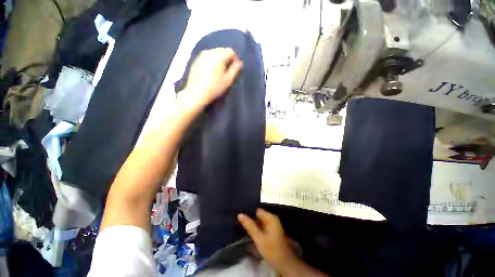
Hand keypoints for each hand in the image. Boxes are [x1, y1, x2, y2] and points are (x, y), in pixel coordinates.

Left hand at [184, 48, 242, 109]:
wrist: (196, 93)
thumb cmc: (215, 88)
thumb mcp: (228, 80)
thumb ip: (235, 69)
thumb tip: (240, 62)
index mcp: (219, 56)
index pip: (231, 51)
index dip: (234, 59)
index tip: (234, 69)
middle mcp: (209, 52)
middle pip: (222, 50)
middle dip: (226, 58)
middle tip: (226, 70)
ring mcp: (201, 55)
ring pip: (214, 52)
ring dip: (218, 59)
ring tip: (218, 71)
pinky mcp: (196, 60)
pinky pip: (207, 56)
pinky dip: (211, 60)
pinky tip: (210, 71)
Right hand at [238, 208, 299, 273]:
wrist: (285, 264)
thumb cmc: (272, 250)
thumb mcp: (259, 238)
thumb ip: (249, 226)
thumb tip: (240, 214)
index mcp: (270, 218)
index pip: (257, 210)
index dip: (248, 212)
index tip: (238, 214)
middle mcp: (272, 219)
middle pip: (258, 215)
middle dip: (249, 218)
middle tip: (237, 221)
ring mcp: (272, 225)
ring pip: (259, 222)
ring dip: (252, 224)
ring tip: (240, 225)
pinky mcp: (271, 232)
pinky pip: (261, 227)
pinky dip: (255, 229)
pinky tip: (248, 232)